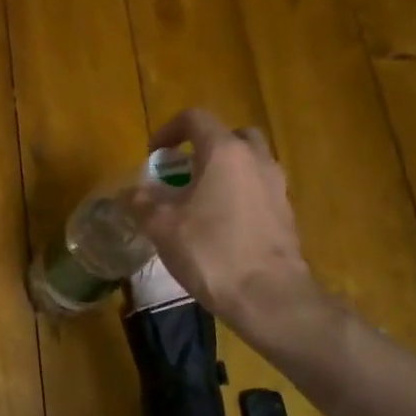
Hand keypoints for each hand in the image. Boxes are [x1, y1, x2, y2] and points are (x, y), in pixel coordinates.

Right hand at [122, 109, 323, 339]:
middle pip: (230, 136)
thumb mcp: (161, 227)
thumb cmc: (210, 251)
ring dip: (224, 172)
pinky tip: (221, 226)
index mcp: (224, 152)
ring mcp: (276, 186)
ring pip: (248, 163)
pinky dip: (239, 195)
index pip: (195, 119)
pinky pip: (258, 190)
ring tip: (200, 201)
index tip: (153, 155)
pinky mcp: (286, 213)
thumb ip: (142, 202)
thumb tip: (129, 193)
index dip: (168, 130)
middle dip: (203, 148)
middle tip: (183, 173)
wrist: (268, 296)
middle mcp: (255, 159)